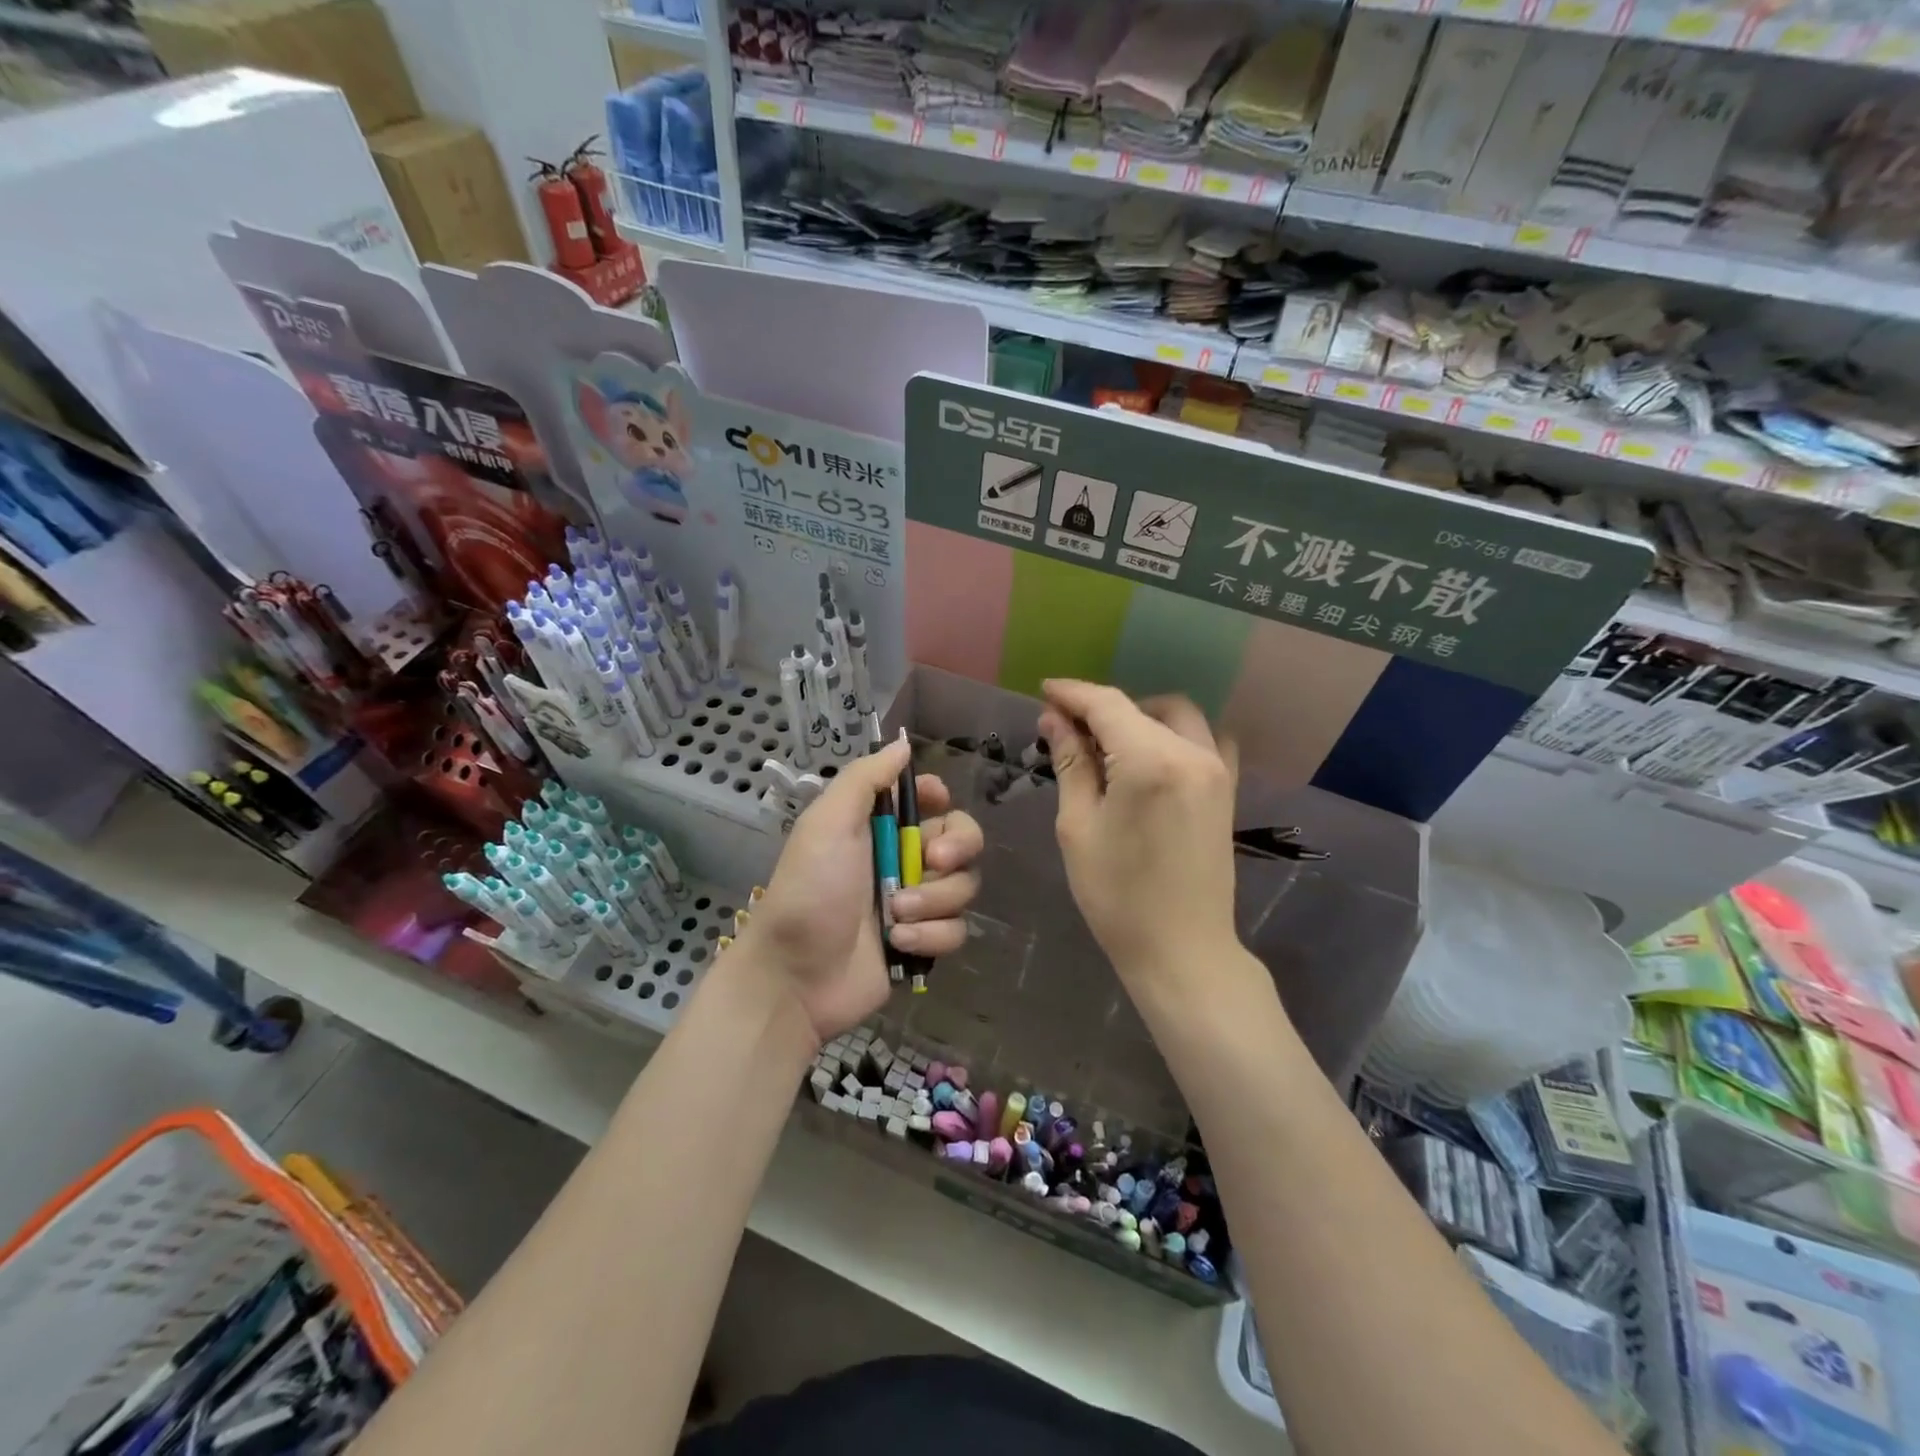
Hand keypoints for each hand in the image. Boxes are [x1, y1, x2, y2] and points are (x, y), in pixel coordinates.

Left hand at [741, 735, 983, 1041]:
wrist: (795, 977)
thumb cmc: (810, 891)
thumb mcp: (828, 823)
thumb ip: (865, 779)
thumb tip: (901, 744)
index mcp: (877, 828)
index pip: (927, 800)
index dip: (939, 798)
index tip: (936, 803)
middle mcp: (901, 860)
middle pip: (962, 840)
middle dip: (956, 848)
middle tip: (934, 860)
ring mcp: (915, 903)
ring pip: (963, 886)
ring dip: (933, 899)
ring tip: (895, 915)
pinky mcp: (923, 942)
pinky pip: (955, 929)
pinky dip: (930, 935)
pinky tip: (897, 944)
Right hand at [1037, 680, 1239, 985]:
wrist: (1182, 950)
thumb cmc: (1117, 895)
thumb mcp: (1079, 826)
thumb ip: (1071, 763)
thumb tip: (1055, 719)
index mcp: (1151, 761)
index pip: (1107, 705)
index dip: (1073, 694)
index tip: (1045, 692)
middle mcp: (1192, 753)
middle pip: (1143, 706)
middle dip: (1104, 707)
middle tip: (1070, 729)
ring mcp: (1217, 770)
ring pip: (1177, 716)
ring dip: (1140, 717)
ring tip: (1107, 745)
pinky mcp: (1227, 789)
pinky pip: (1205, 739)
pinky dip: (1174, 734)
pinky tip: (1150, 758)